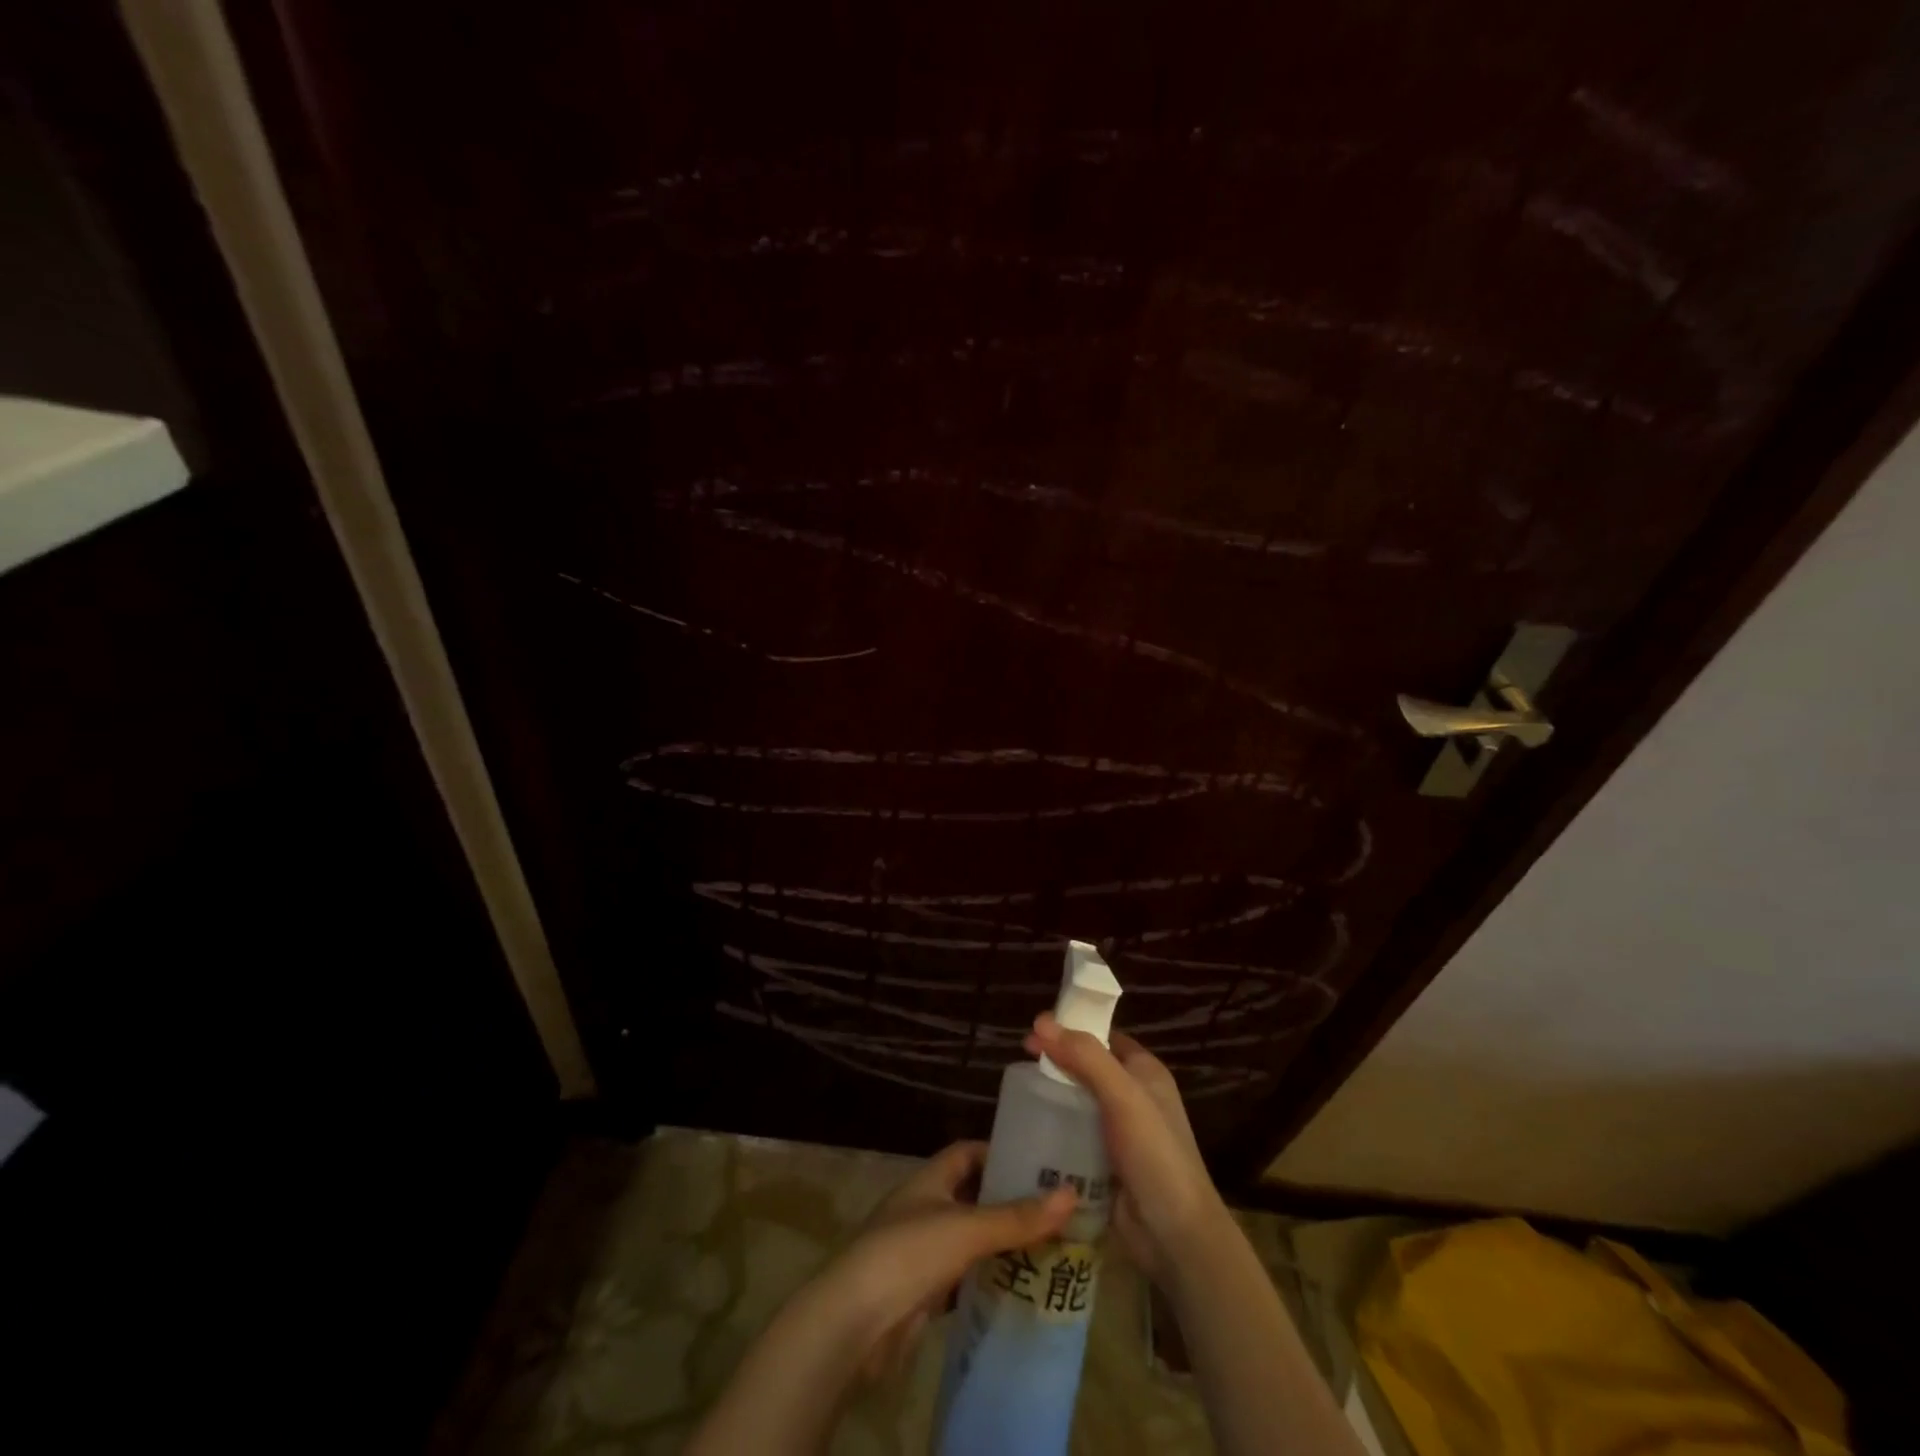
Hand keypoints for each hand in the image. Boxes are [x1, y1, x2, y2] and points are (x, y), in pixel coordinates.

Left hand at [815, 1140, 1076, 1380]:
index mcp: (931, 1179)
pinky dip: (985, 1281)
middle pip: (972, 1196)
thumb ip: (1018, 1216)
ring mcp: (921, 1250)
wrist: (855, 1322)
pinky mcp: (921, 1292)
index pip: (968, 1153)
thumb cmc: (909, 1253)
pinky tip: (1016, 1290)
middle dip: (1008, 1203)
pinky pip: (961, 1278)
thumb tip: (1071, 1193)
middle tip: (1054, 1213)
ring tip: (1047, 1250)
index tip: (1038, 1165)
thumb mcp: (967, 1229)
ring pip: (969, 1240)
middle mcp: (925, 1207)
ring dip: (1000, 1244)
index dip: (1000, 1154)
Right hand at [1024, 1012, 1231, 1286]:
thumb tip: (1040, 1019)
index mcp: (1145, 1072)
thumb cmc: (1155, 1154)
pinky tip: (1029, 1133)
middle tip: (1018, 1065)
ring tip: (1016, 1098)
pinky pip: (1074, 1138)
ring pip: (1078, 1104)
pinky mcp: (1105, 1164)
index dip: (1071, 1029)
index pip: (1104, 1037)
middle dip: (1056, 1064)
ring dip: (1052, 1099)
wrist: (1175, 1237)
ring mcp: (1119, 1133)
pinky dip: (1054, 1133)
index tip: (1035, 1031)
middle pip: (1087, 1069)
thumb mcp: (1122, 1096)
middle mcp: (1133, 1097)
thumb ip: (1084, 1056)